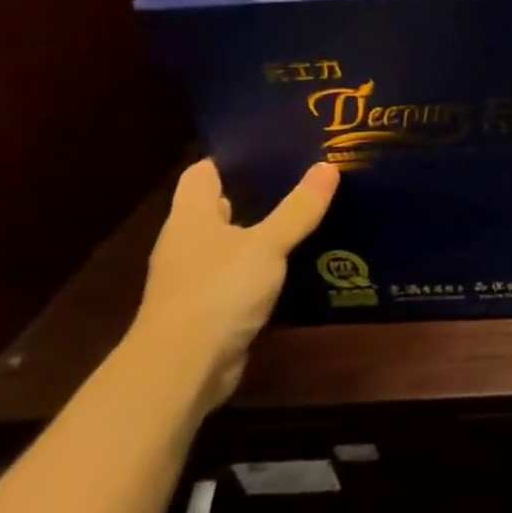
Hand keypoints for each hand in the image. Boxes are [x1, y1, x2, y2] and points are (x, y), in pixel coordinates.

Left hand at [131, 158, 339, 409]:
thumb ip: (298, 208)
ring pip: (236, 241)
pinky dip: (269, 265)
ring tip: (313, 211)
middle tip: (306, 174)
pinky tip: (303, 259)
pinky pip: (245, 273)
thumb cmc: (217, 292)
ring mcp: (198, 277)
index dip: (234, 156)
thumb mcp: (267, 244)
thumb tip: (328, 166)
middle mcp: (188, 244)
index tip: (275, 143)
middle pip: (221, 205)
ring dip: (267, 230)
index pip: (204, 173)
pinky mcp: (213, 307)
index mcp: (190, 219)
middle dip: (260, 191)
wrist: (183, 369)